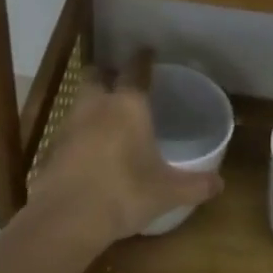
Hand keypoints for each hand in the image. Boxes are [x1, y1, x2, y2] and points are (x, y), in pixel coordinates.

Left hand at [28, 49, 222, 245]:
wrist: (66, 219)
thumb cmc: (124, 194)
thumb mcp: (168, 192)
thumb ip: (195, 185)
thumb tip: (220, 184)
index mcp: (127, 106)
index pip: (136, 70)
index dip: (143, 59)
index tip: (148, 52)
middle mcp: (96, 106)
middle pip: (96, 76)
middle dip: (107, 75)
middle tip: (121, 83)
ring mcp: (68, 126)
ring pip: (80, 101)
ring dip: (92, 103)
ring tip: (108, 118)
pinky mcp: (52, 149)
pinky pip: (68, 131)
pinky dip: (80, 134)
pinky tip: (91, 150)